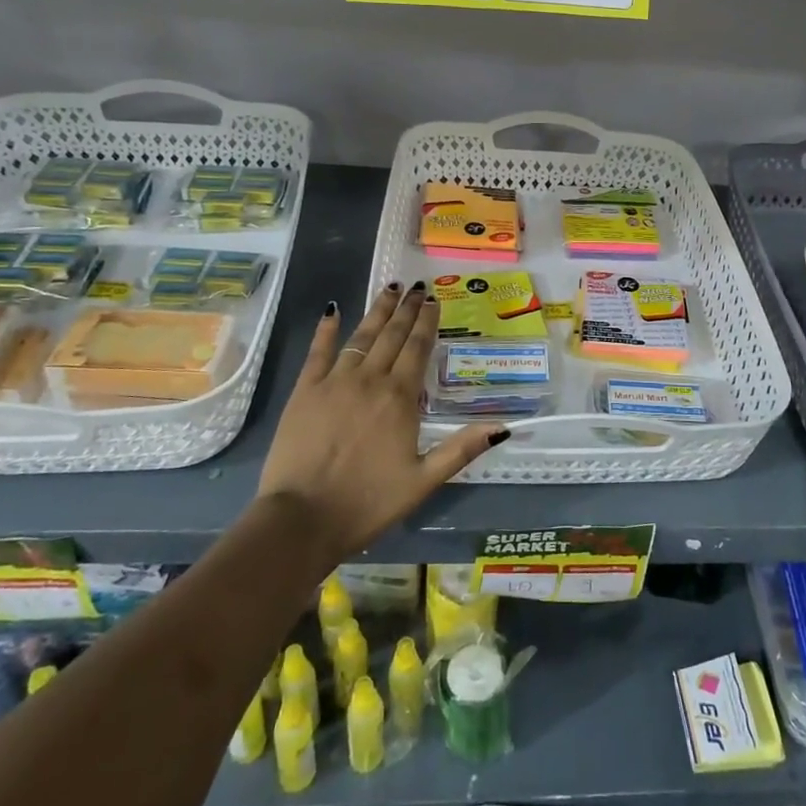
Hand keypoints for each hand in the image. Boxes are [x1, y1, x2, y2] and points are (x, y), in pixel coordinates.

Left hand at [256, 283, 504, 564]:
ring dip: (377, 311)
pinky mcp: (304, 391)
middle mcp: (370, 380)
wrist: (302, 519)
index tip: (434, 300)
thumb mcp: (423, 481)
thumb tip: (503, 427)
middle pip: (392, 335)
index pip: (418, 348)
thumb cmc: (367, 503)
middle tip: (416, 286)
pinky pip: (318, 351)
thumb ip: (461, 449)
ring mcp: (334, 382)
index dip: (427, 322)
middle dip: (406, 309)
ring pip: (361, 336)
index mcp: (400, 398)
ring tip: (389, 288)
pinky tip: (333, 310)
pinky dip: (326, 329)